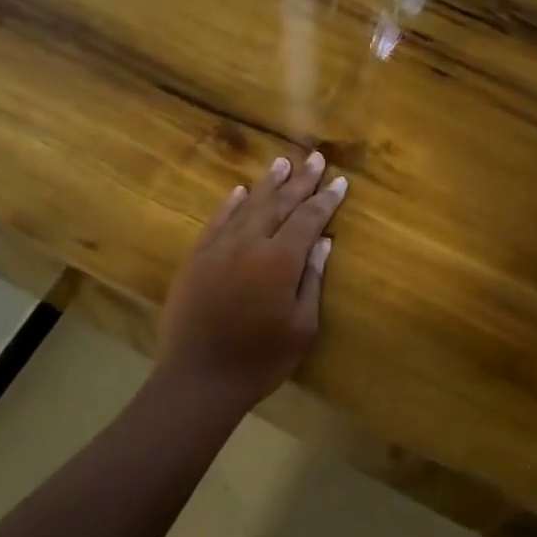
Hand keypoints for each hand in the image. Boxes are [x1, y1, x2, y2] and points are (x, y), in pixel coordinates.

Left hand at [156, 150, 347, 405]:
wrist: (199, 378)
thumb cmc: (260, 359)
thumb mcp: (301, 327)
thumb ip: (311, 280)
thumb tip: (323, 242)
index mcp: (280, 261)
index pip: (308, 219)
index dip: (326, 200)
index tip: (340, 181)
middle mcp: (249, 244)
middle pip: (278, 204)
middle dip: (300, 181)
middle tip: (315, 158)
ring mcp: (218, 249)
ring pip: (246, 207)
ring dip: (267, 184)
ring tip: (282, 163)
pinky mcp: (196, 260)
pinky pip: (216, 222)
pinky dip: (229, 205)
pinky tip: (238, 192)